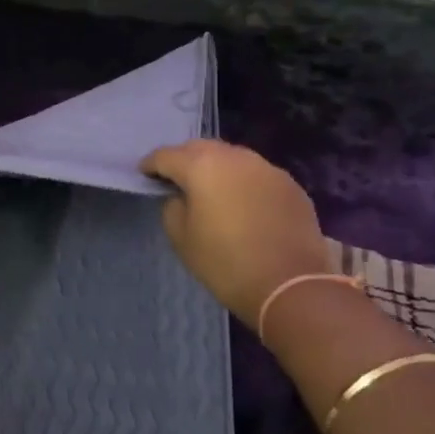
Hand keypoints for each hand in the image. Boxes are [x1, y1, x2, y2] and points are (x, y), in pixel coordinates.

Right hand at [141, 139, 336, 322]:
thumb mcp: (181, 239)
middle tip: (176, 179)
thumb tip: (181, 197)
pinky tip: (243, 204)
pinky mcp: (290, 185)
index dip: (151, 165)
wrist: (290, 285)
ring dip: (217, 169)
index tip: (144, 175)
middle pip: (201, 148)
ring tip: (211, 190)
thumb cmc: (225, 263)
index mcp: (202, 166)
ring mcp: (267, 168)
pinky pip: (257, 175)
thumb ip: (173, 207)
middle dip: (184, 160)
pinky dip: (243, 183)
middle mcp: (235, 157)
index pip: (166, 156)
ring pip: (232, 158)